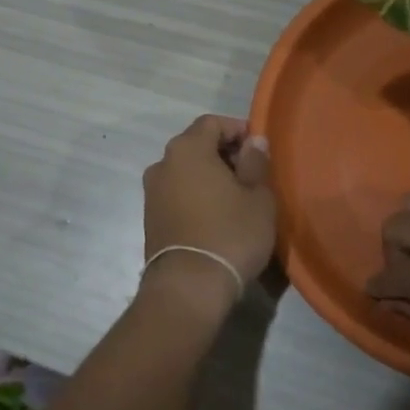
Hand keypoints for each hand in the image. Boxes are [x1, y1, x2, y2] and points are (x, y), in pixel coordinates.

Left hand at [141, 115, 275, 311]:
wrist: (188, 286)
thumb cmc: (230, 234)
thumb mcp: (258, 197)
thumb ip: (256, 162)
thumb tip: (254, 142)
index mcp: (187, 149)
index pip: (211, 122)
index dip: (238, 129)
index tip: (259, 148)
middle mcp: (162, 163)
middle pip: (196, 145)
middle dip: (224, 153)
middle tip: (253, 174)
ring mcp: (151, 191)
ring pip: (185, 171)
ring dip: (209, 176)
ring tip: (237, 198)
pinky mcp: (149, 217)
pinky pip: (177, 193)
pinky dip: (196, 194)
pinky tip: (216, 216)